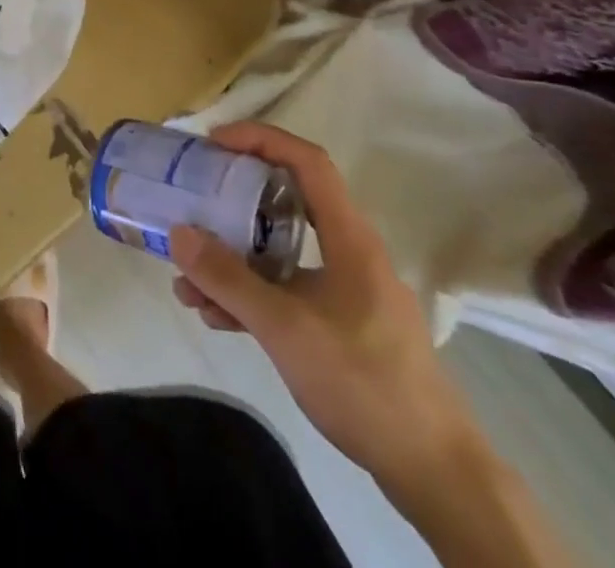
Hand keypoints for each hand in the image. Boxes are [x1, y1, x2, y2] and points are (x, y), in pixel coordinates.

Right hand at [168, 122, 481, 495]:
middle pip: (286, 203)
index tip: (214, 146)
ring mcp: (346, 292)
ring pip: (281, 253)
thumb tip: (178, 232)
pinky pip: (287, 291)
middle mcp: (348, 254)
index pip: (307, 162)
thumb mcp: (285, 327)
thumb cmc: (364, 382)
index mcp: (349, 239)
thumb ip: (227, 279)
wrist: (436, 475)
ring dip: (233, 261)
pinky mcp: (342, 326)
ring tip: (188, 281)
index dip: (260, 139)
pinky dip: (251, 295)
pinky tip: (216, 315)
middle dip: (232, 203)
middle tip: (192, 204)